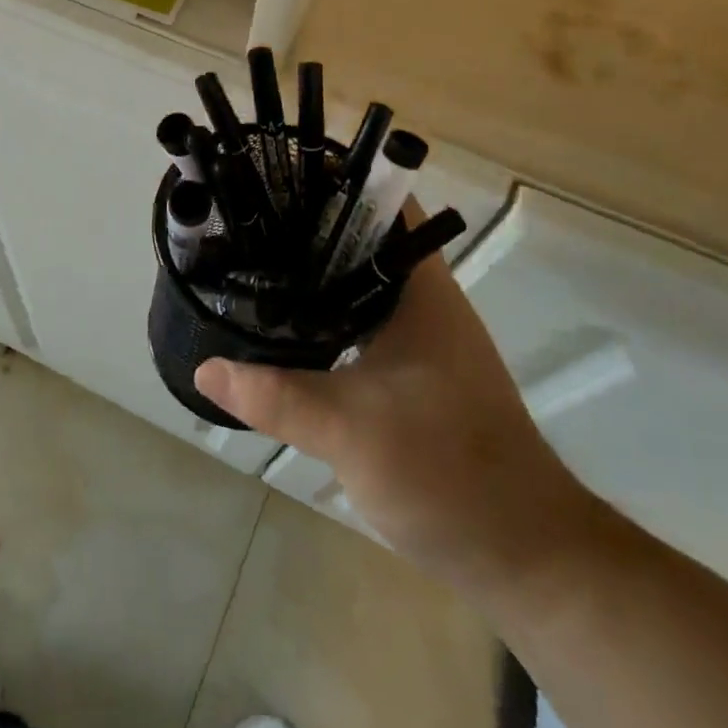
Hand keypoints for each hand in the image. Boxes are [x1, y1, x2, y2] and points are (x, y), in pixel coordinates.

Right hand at [194, 211, 595, 598]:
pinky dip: (322, 312)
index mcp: (421, 289)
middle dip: (306, 223)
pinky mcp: (410, 371)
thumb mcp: (352, 432)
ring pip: (357, 282)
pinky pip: (357, 320)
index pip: (380, 203)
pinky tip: (282, 325)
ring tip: (250, 259)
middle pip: (361, 238)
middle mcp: (422, 300)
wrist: (521, 554)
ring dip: (313, 271)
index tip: (274, 173)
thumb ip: (276, 396)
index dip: (331, 179)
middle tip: (244, 217)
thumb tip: (206, 366)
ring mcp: (419, 337)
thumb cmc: (449, 473)